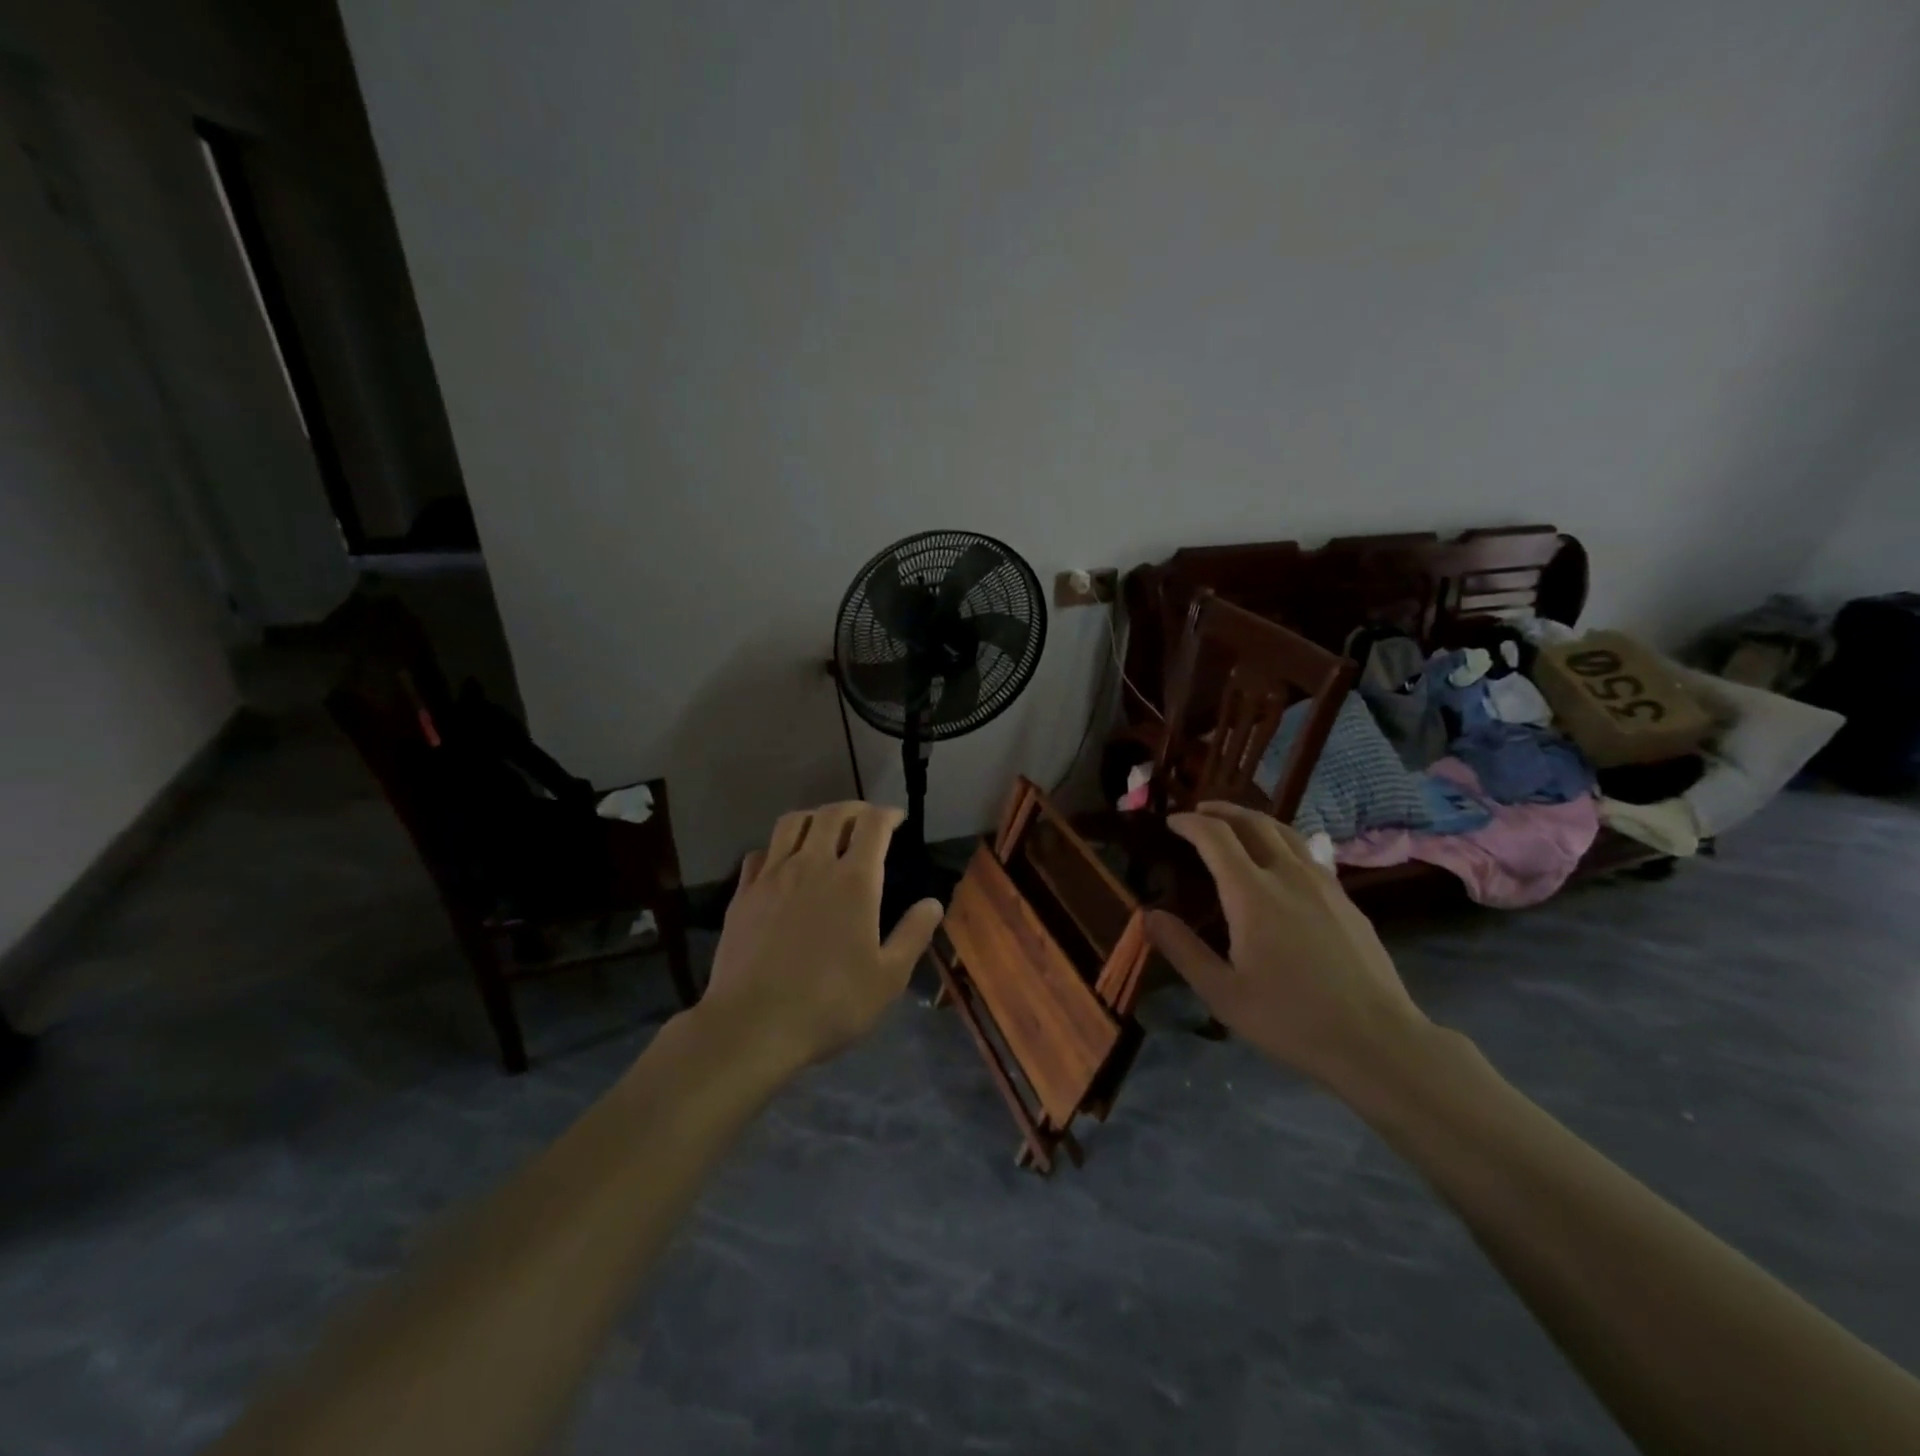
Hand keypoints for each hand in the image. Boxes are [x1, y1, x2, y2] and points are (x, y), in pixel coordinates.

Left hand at [698, 802, 943, 1077]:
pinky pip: (760, 852)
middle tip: (865, 820)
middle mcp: (812, 865)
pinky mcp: (743, 894)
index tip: (897, 819)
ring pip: (792, 823)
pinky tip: (782, 863)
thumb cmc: (830, 1004)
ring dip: (814, 817)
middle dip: (854, 809)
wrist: (752, 1025)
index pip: (872, 825)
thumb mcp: (888, 978)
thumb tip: (933, 903)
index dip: (887, 814)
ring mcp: (773, 877)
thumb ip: (913, 934)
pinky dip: (777, 847)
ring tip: (824, 830)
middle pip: (832, 814)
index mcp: (854, 881)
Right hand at [1144, 801, 1430, 1088]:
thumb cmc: (1291, 1019)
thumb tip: (1149, 915)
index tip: (1171, 822)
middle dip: (1221, 812)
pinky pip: (1307, 853)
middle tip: (1199, 813)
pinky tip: (1279, 860)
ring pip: (1285, 832)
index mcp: (1252, 894)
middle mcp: (1288, 875)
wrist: (1377, 1040)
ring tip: (1235, 824)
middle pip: (1252, 823)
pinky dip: (1281, 840)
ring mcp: (1323, 884)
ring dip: (1253, 820)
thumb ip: (1183, 950)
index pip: (1215, 837)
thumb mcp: (1222, 993)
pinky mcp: (1345, 899)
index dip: (1190, 823)